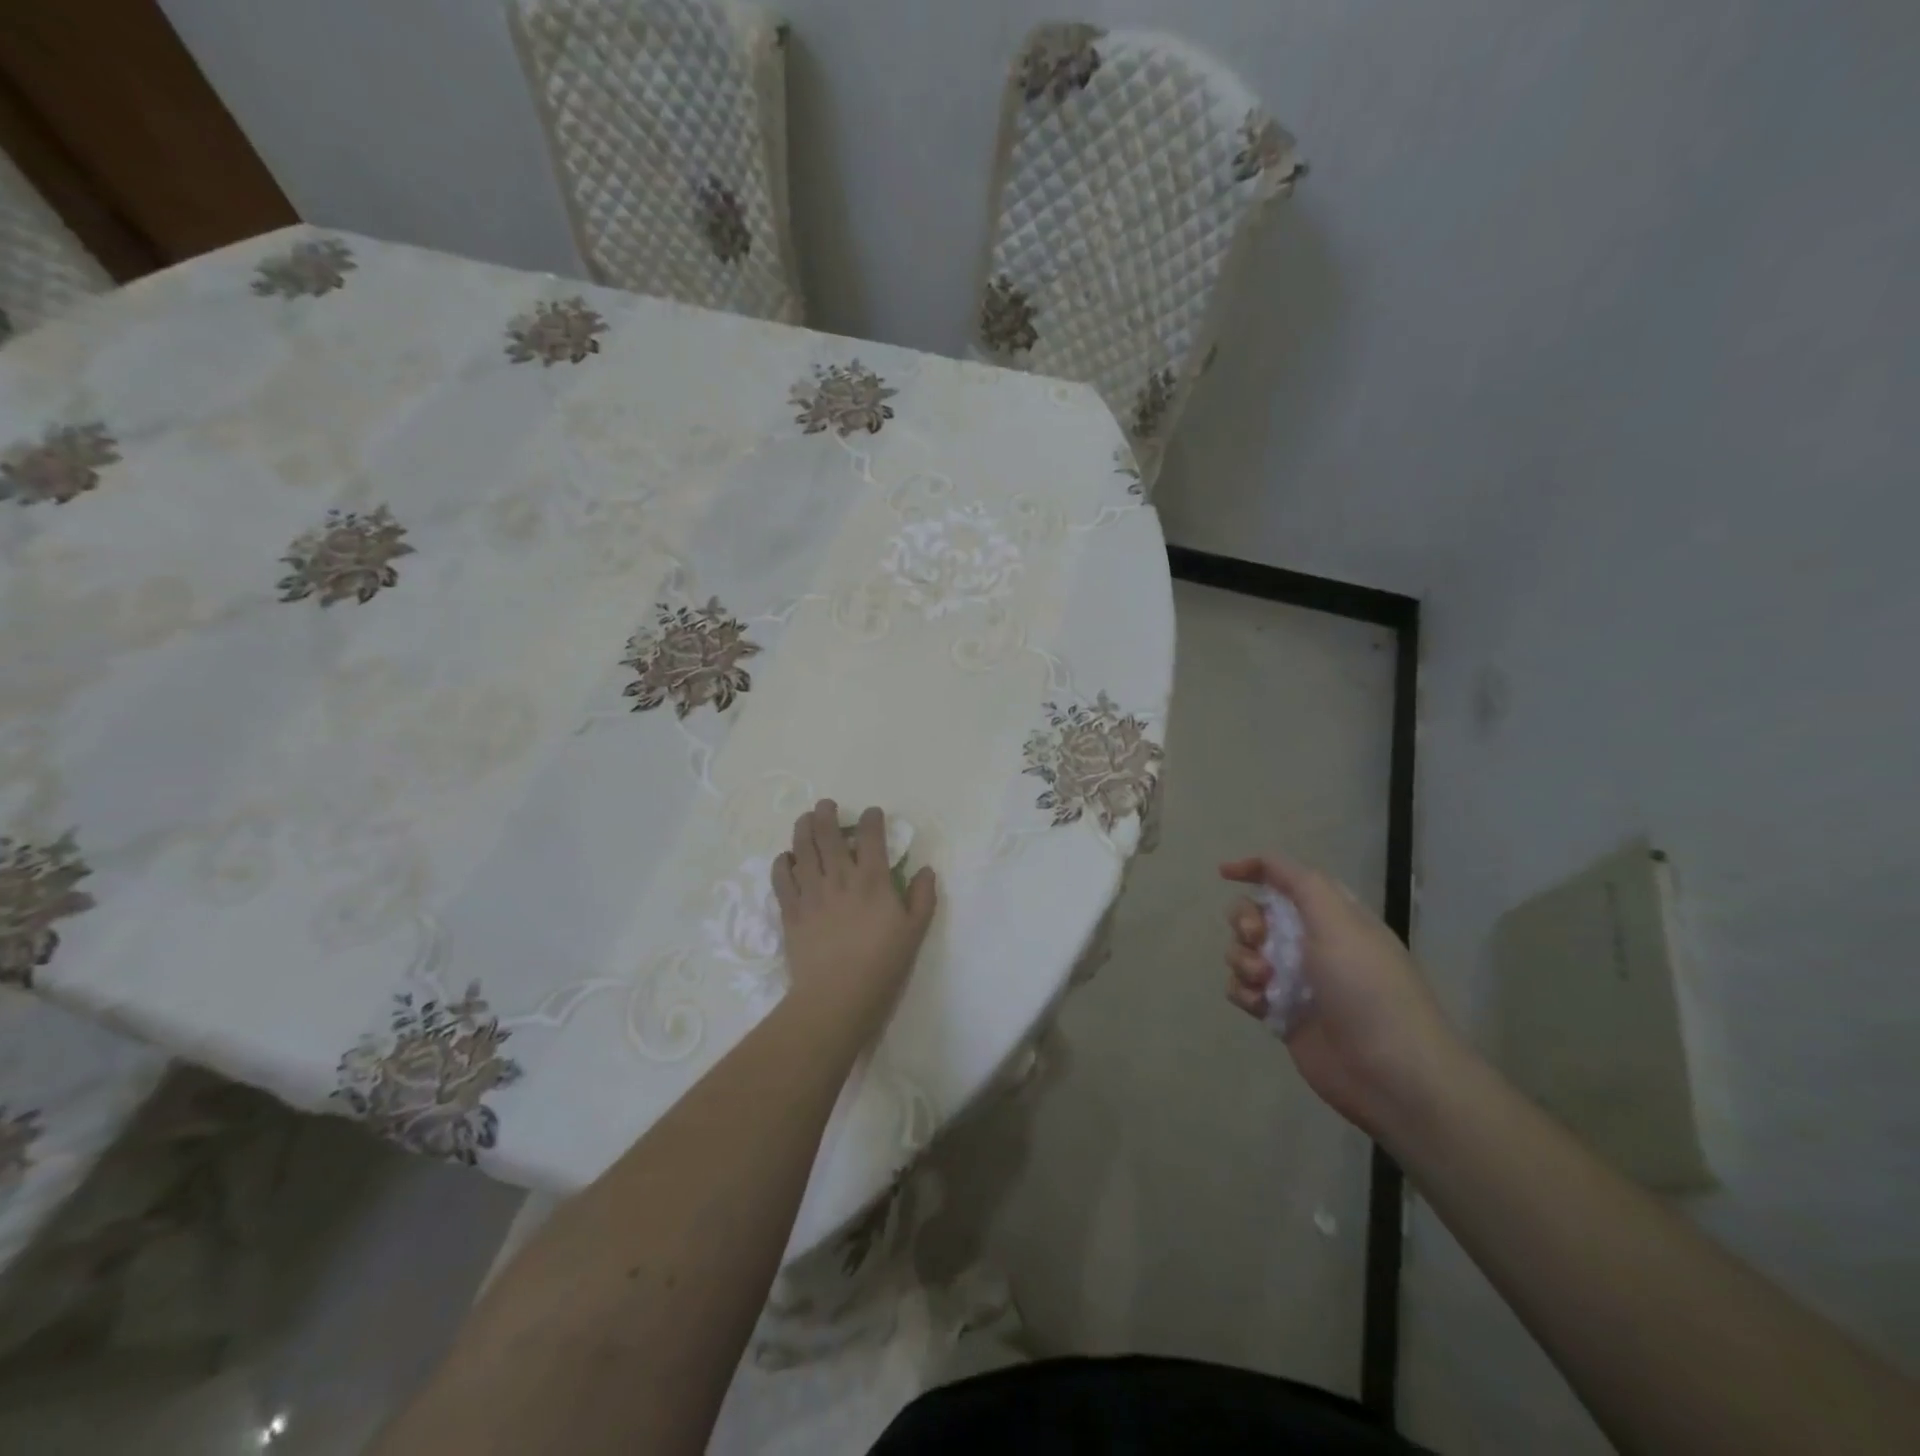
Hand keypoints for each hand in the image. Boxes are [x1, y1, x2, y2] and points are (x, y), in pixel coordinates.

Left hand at [775, 802, 936, 1034]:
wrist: (837, 997)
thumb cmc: (882, 965)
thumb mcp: (915, 932)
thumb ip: (922, 897)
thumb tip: (925, 870)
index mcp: (873, 880)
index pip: (871, 836)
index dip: (871, 819)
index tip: (872, 813)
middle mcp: (840, 877)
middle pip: (828, 834)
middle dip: (827, 814)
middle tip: (827, 805)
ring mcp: (811, 892)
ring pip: (802, 849)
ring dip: (803, 829)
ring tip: (805, 819)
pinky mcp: (791, 911)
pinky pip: (782, 878)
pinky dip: (782, 863)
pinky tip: (786, 858)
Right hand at [1220, 854, 1465, 1137]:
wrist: (1389, 1072)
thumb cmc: (1367, 988)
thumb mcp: (1339, 921)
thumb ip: (1300, 883)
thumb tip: (1264, 861)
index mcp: (1331, 916)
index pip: (1287, 879)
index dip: (1256, 869)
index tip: (1225, 874)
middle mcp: (1311, 943)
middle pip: (1255, 914)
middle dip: (1245, 921)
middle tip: (1258, 938)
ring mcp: (1294, 980)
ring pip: (1243, 952)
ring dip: (1242, 960)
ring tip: (1263, 981)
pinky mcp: (1280, 1013)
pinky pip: (1242, 989)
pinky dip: (1244, 992)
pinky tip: (1260, 1005)